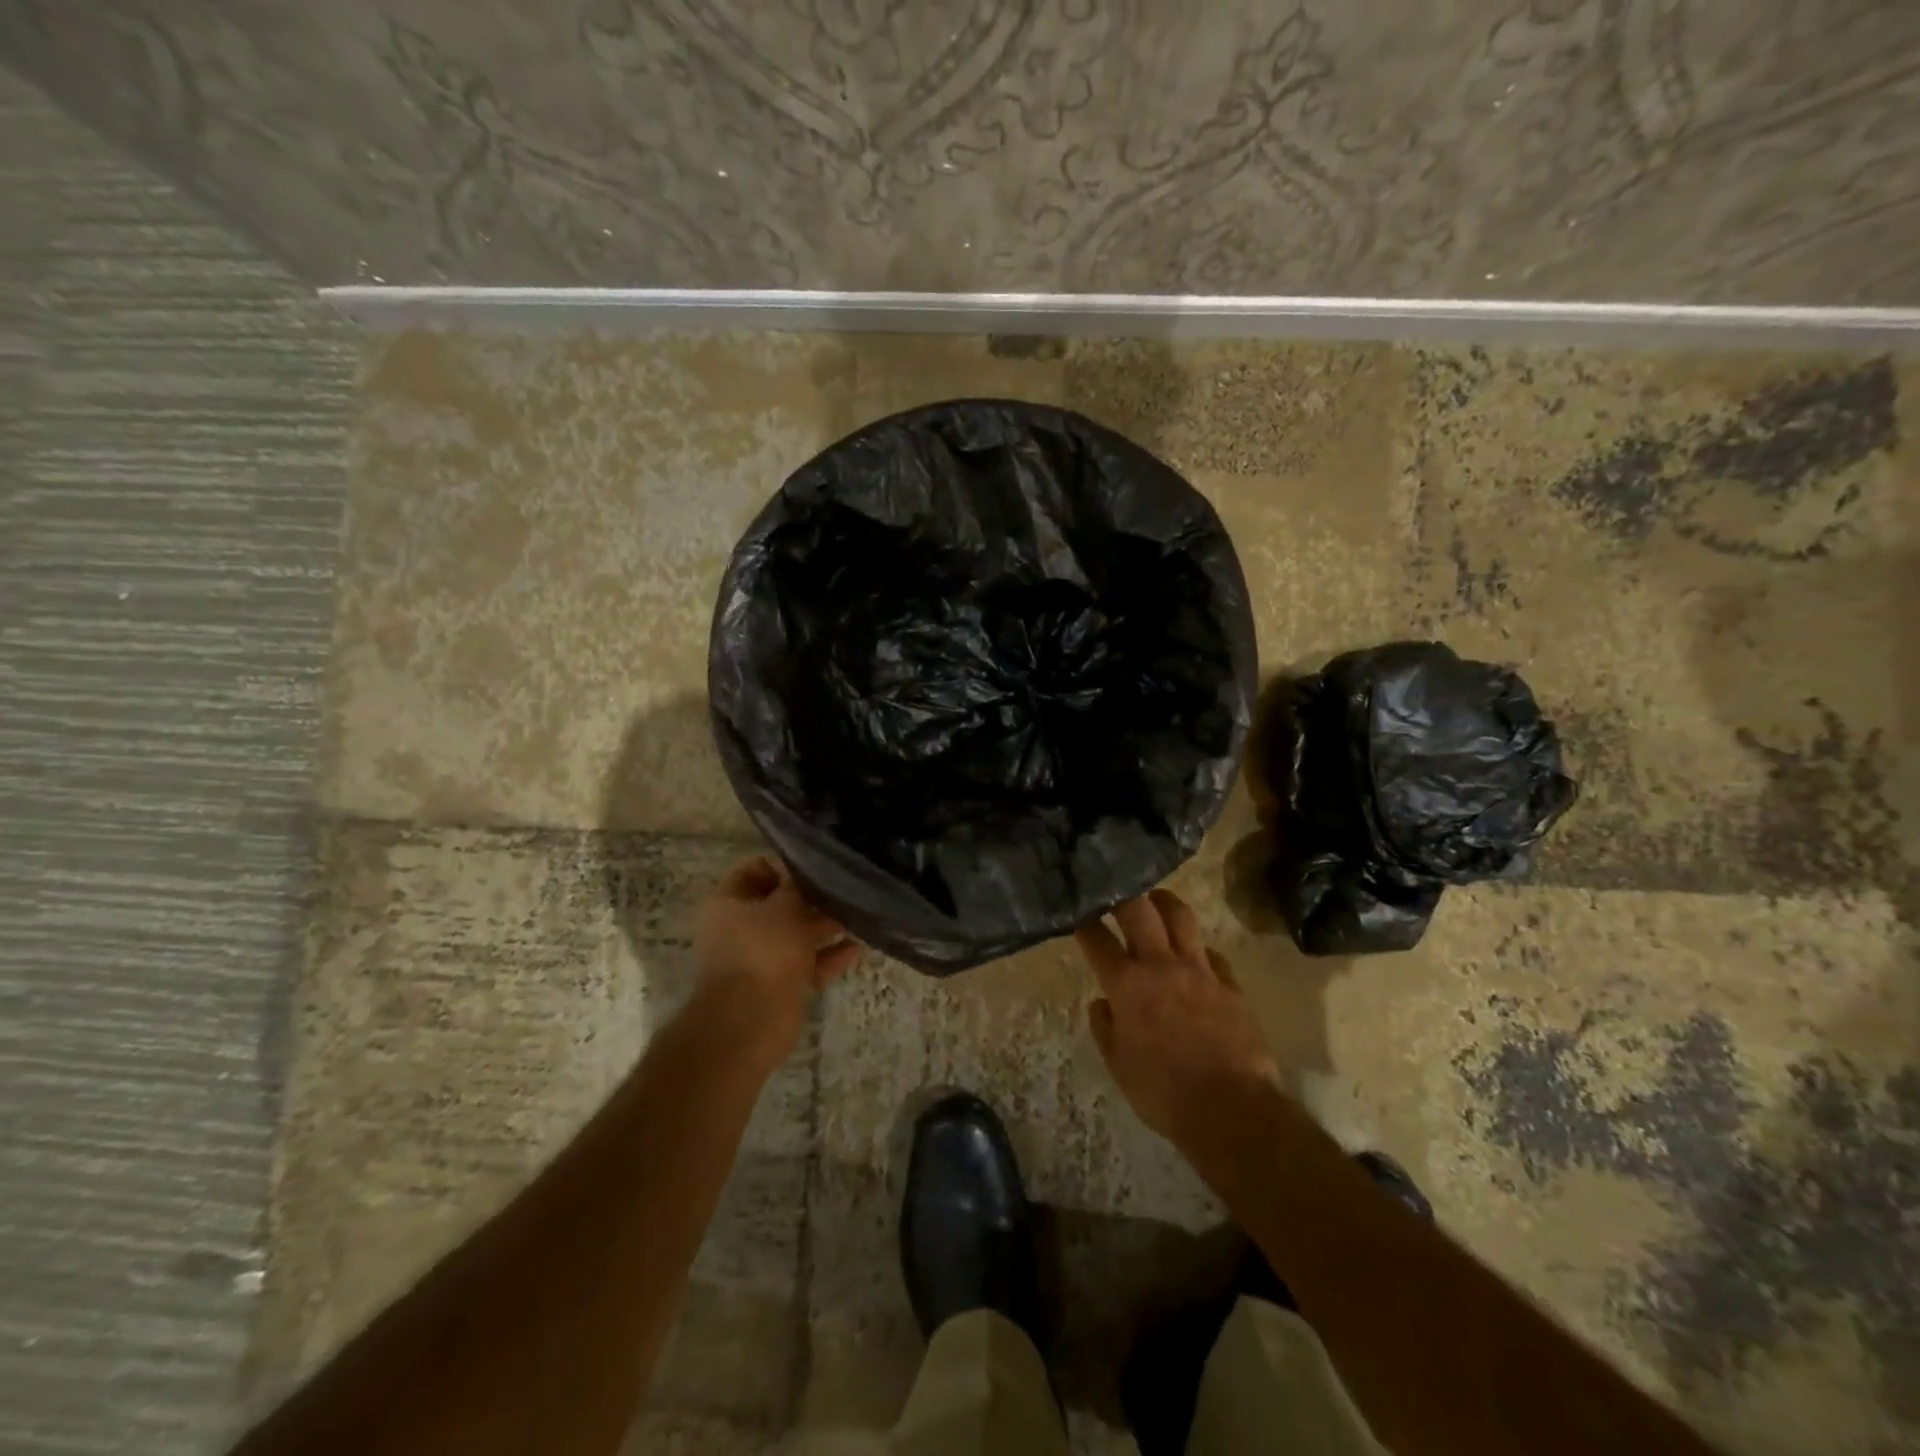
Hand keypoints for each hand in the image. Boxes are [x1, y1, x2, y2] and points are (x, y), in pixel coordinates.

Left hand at [693, 855, 859, 1070]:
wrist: (751, 1021)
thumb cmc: (763, 950)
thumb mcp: (784, 906)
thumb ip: (797, 885)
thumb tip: (803, 870)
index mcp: (728, 903)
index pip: (754, 869)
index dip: (784, 865)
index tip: (816, 866)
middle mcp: (739, 928)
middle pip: (779, 903)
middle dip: (811, 898)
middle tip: (844, 889)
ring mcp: (759, 958)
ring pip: (796, 934)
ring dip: (824, 926)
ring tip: (858, 914)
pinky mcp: (778, 984)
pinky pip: (806, 963)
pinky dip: (828, 956)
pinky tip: (857, 947)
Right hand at [1075, 889, 1279, 1152]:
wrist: (1231, 1110)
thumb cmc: (1163, 1093)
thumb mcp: (1119, 1066)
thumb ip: (1105, 1028)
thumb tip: (1102, 1003)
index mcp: (1127, 985)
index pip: (1097, 939)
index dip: (1084, 921)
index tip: (1078, 911)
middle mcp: (1161, 965)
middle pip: (1139, 909)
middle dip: (1123, 894)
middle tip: (1115, 890)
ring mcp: (1200, 970)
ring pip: (1181, 916)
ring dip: (1164, 903)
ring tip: (1155, 900)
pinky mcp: (1230, 983)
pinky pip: (1212, 953)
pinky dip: (1198, 949)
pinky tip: (1195, 955)